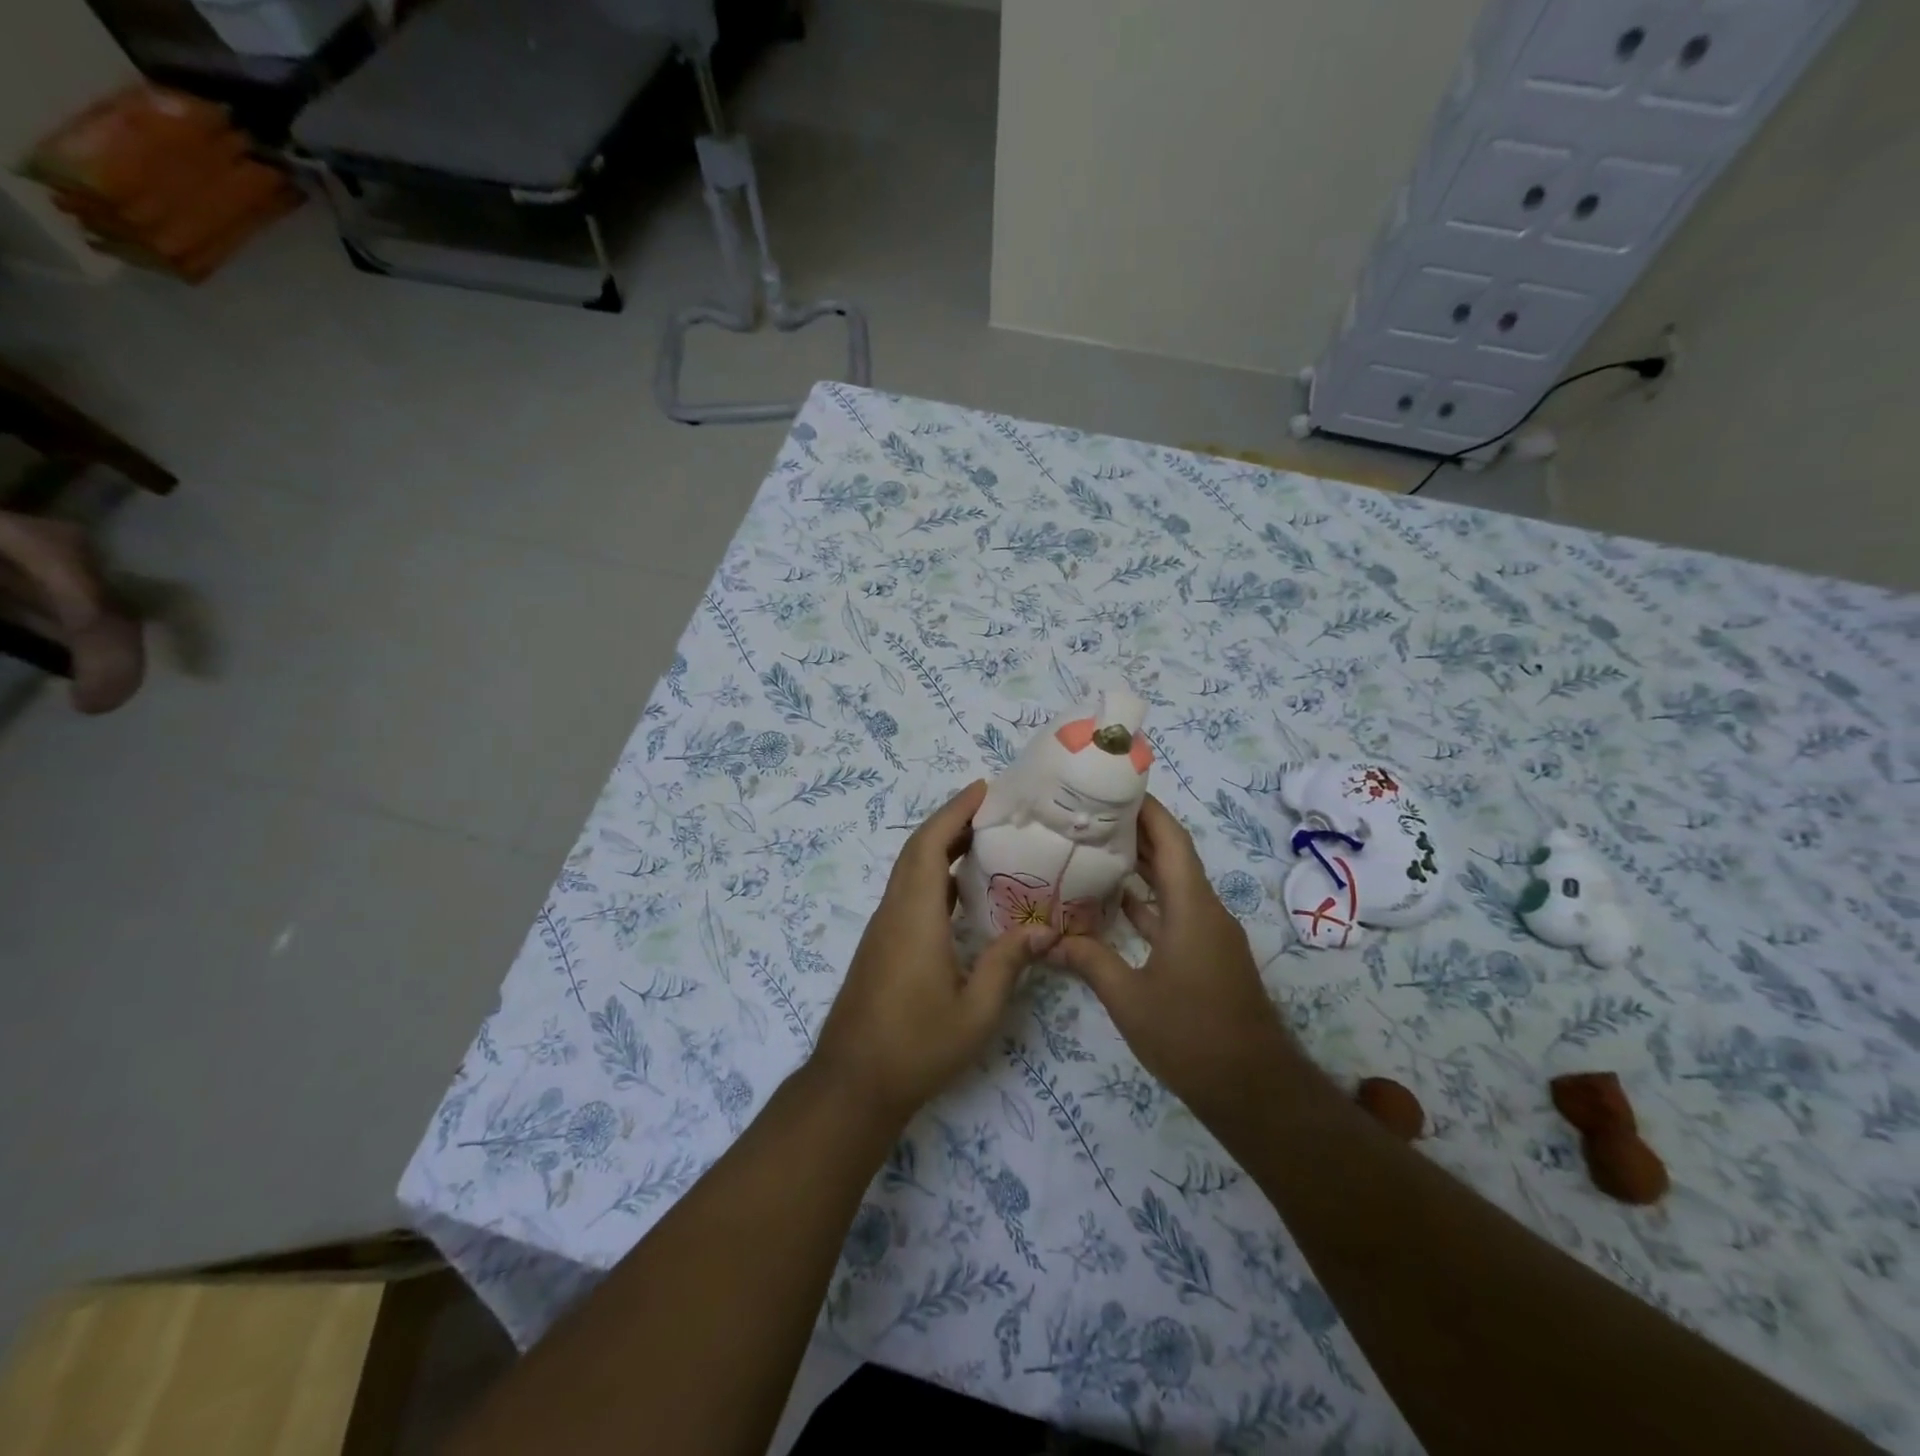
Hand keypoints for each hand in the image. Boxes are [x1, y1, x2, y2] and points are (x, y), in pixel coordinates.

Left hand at [814, 780, 1058, 1122]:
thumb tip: (1045, 930)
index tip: (982, 789)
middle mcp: (895, 911)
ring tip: (984, 840)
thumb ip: (1008, 964)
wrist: (853, 1083)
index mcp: (915, 916)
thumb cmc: (917, 1046)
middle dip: (951, 821)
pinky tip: (962, 892)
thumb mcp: (976, 1011)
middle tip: (992, 809)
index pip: (931, 846)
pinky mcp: (881, 945)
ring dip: (940, 847)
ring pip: (910, 870)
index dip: (955, 811)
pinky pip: (908, 892)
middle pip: (917, 850)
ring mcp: (884, 928)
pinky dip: (934, 875)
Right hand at [1047, 794, 1294, 1122]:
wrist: (1254, 1090)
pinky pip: (1175, 913)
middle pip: (1173, 856)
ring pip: (1173, 886)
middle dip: (1137, 831)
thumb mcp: (1129, 999)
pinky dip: (1148, 902)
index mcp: (1192, 907)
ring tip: (1096, 847)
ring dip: (1141, 866)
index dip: (1147, 809)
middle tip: (1091, 813)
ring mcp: (1209, 935)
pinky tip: (1116, 903)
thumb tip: (1047, 941)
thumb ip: (1089, 961)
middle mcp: (1205, 911)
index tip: (1115, 786)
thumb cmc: (1191, 1035)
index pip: (1171, 840)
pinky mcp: (1207, 956)